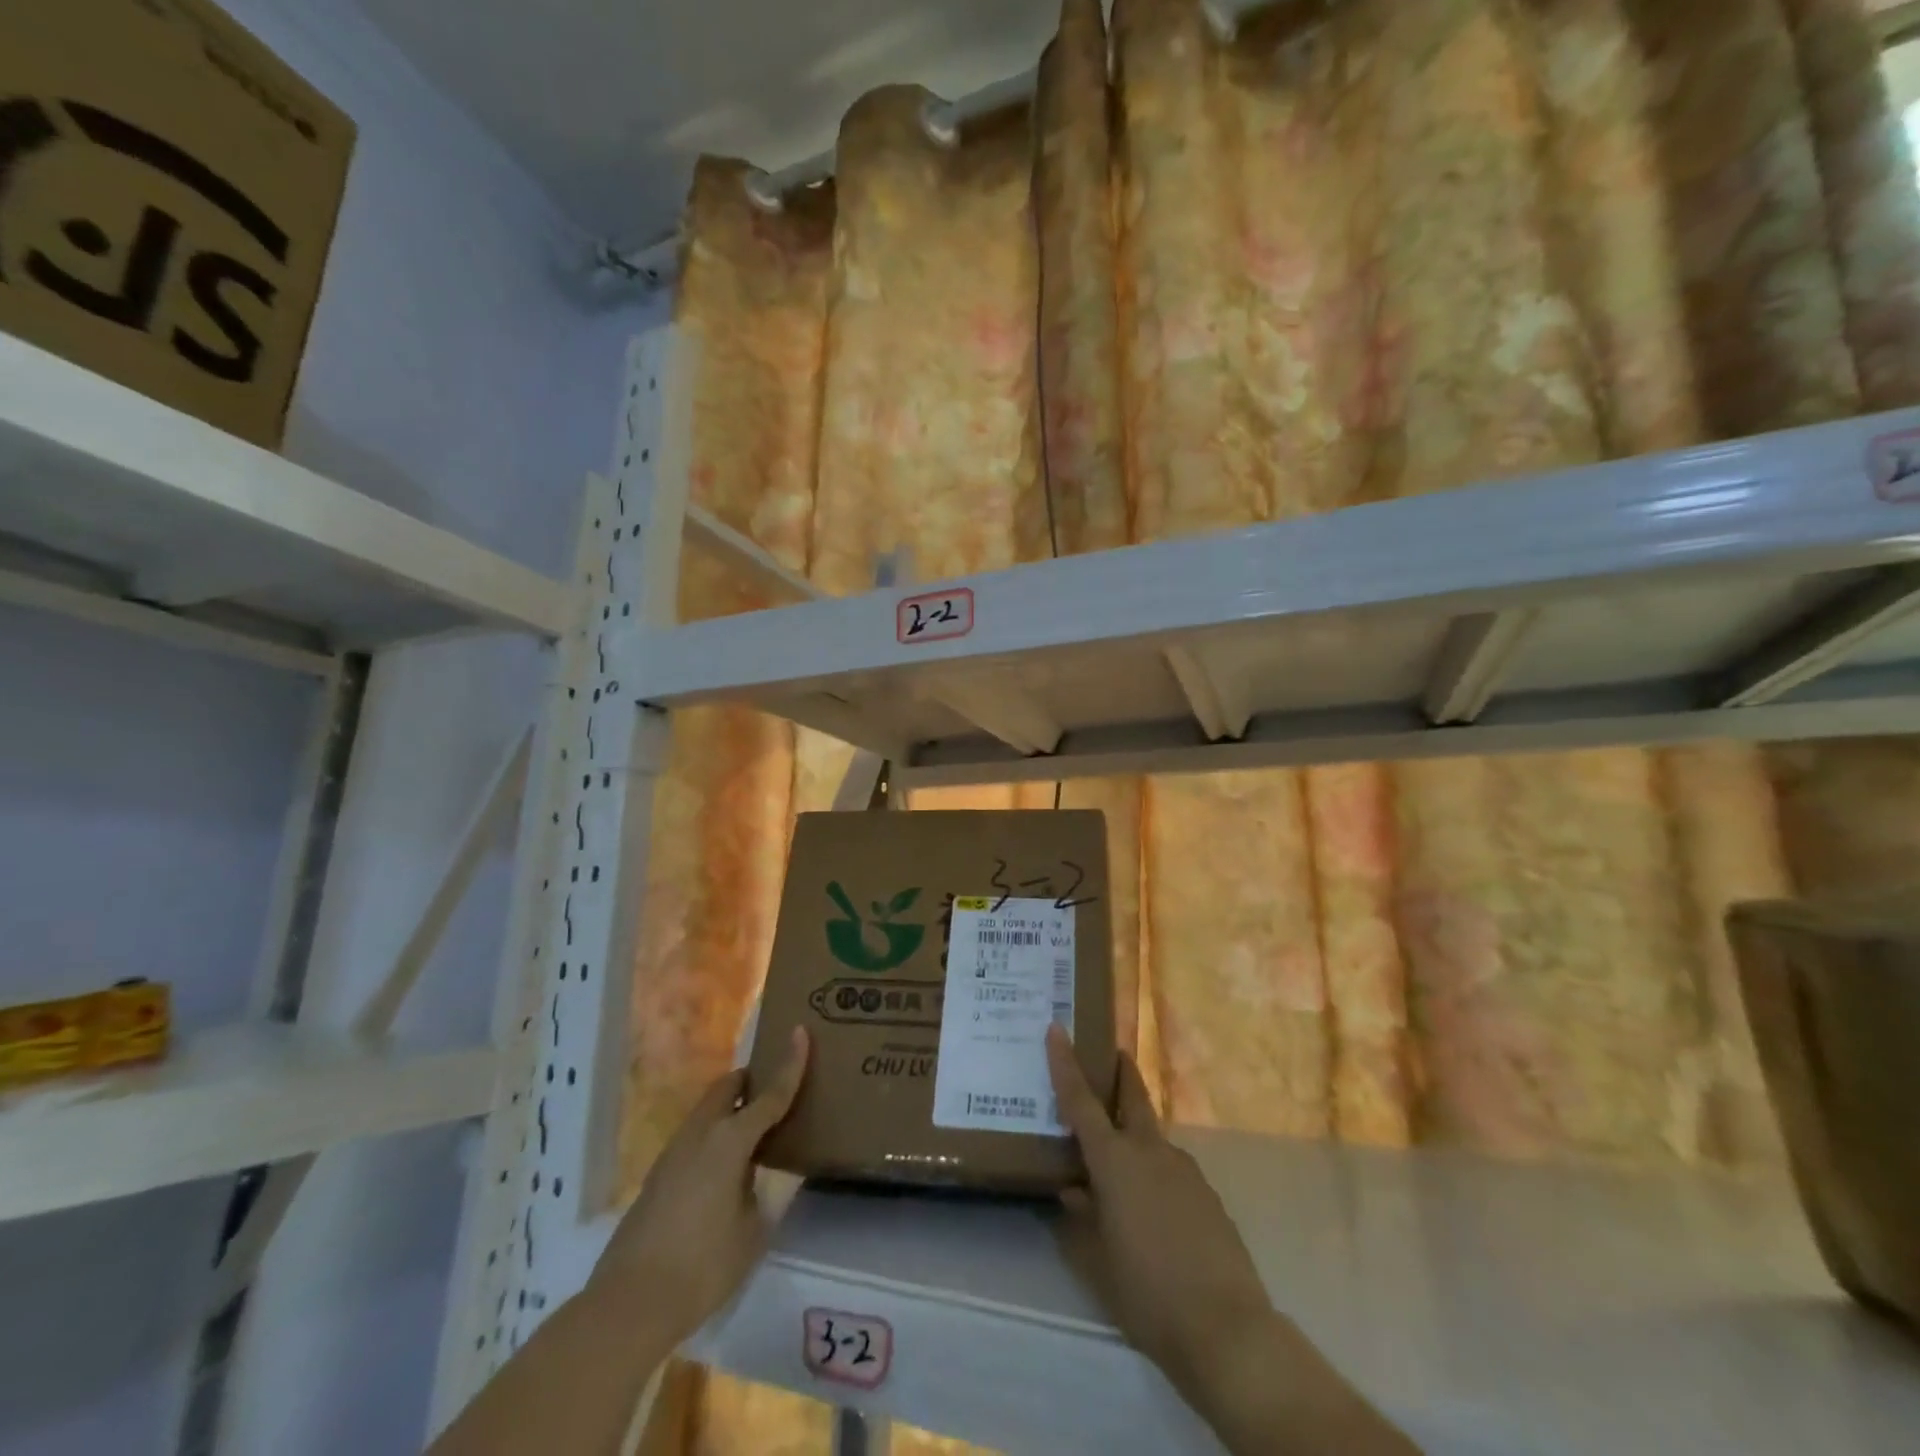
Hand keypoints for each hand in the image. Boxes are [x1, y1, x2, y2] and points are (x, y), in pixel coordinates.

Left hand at [588, 1026, 809, 1347]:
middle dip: (751, 1081)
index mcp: (730, 1140)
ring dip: (731, 1108)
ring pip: (708, 1110)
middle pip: (727, 1088)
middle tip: (775, 1092)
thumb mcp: (752, 1230)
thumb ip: (761, 1191)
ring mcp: (674, 1152)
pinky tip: (725, 1169)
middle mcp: (700, 1134)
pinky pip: (695, 1136)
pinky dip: (715, 1134)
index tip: (801, 1031)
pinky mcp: (658, 1175)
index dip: (791, 1063)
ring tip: (754, 1132)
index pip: (770, 1094)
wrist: (628, 1305)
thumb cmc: (703, 1265)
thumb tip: (756, 1174)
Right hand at [1045, 1025, 1272, 1394]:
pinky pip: (1171, 1170)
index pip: (1081, 1100)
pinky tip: (1153, 1212)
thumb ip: (1080, 1219)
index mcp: (1115, 1160)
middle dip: (1121, 1072)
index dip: (1065, 1063)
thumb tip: (1072, 1192)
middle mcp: (1150, 1152)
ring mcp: (1185, 1170)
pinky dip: (1155, 1173)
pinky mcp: (1208, 1195)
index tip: (1056, 1028)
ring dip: (1136, 1136)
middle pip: (1133, 1096)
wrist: (1228, 1329)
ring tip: (1120, 1171)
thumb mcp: (1097, 1261)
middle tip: (1111, 1054)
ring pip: (1152, 1138)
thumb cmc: (1147, 1292)